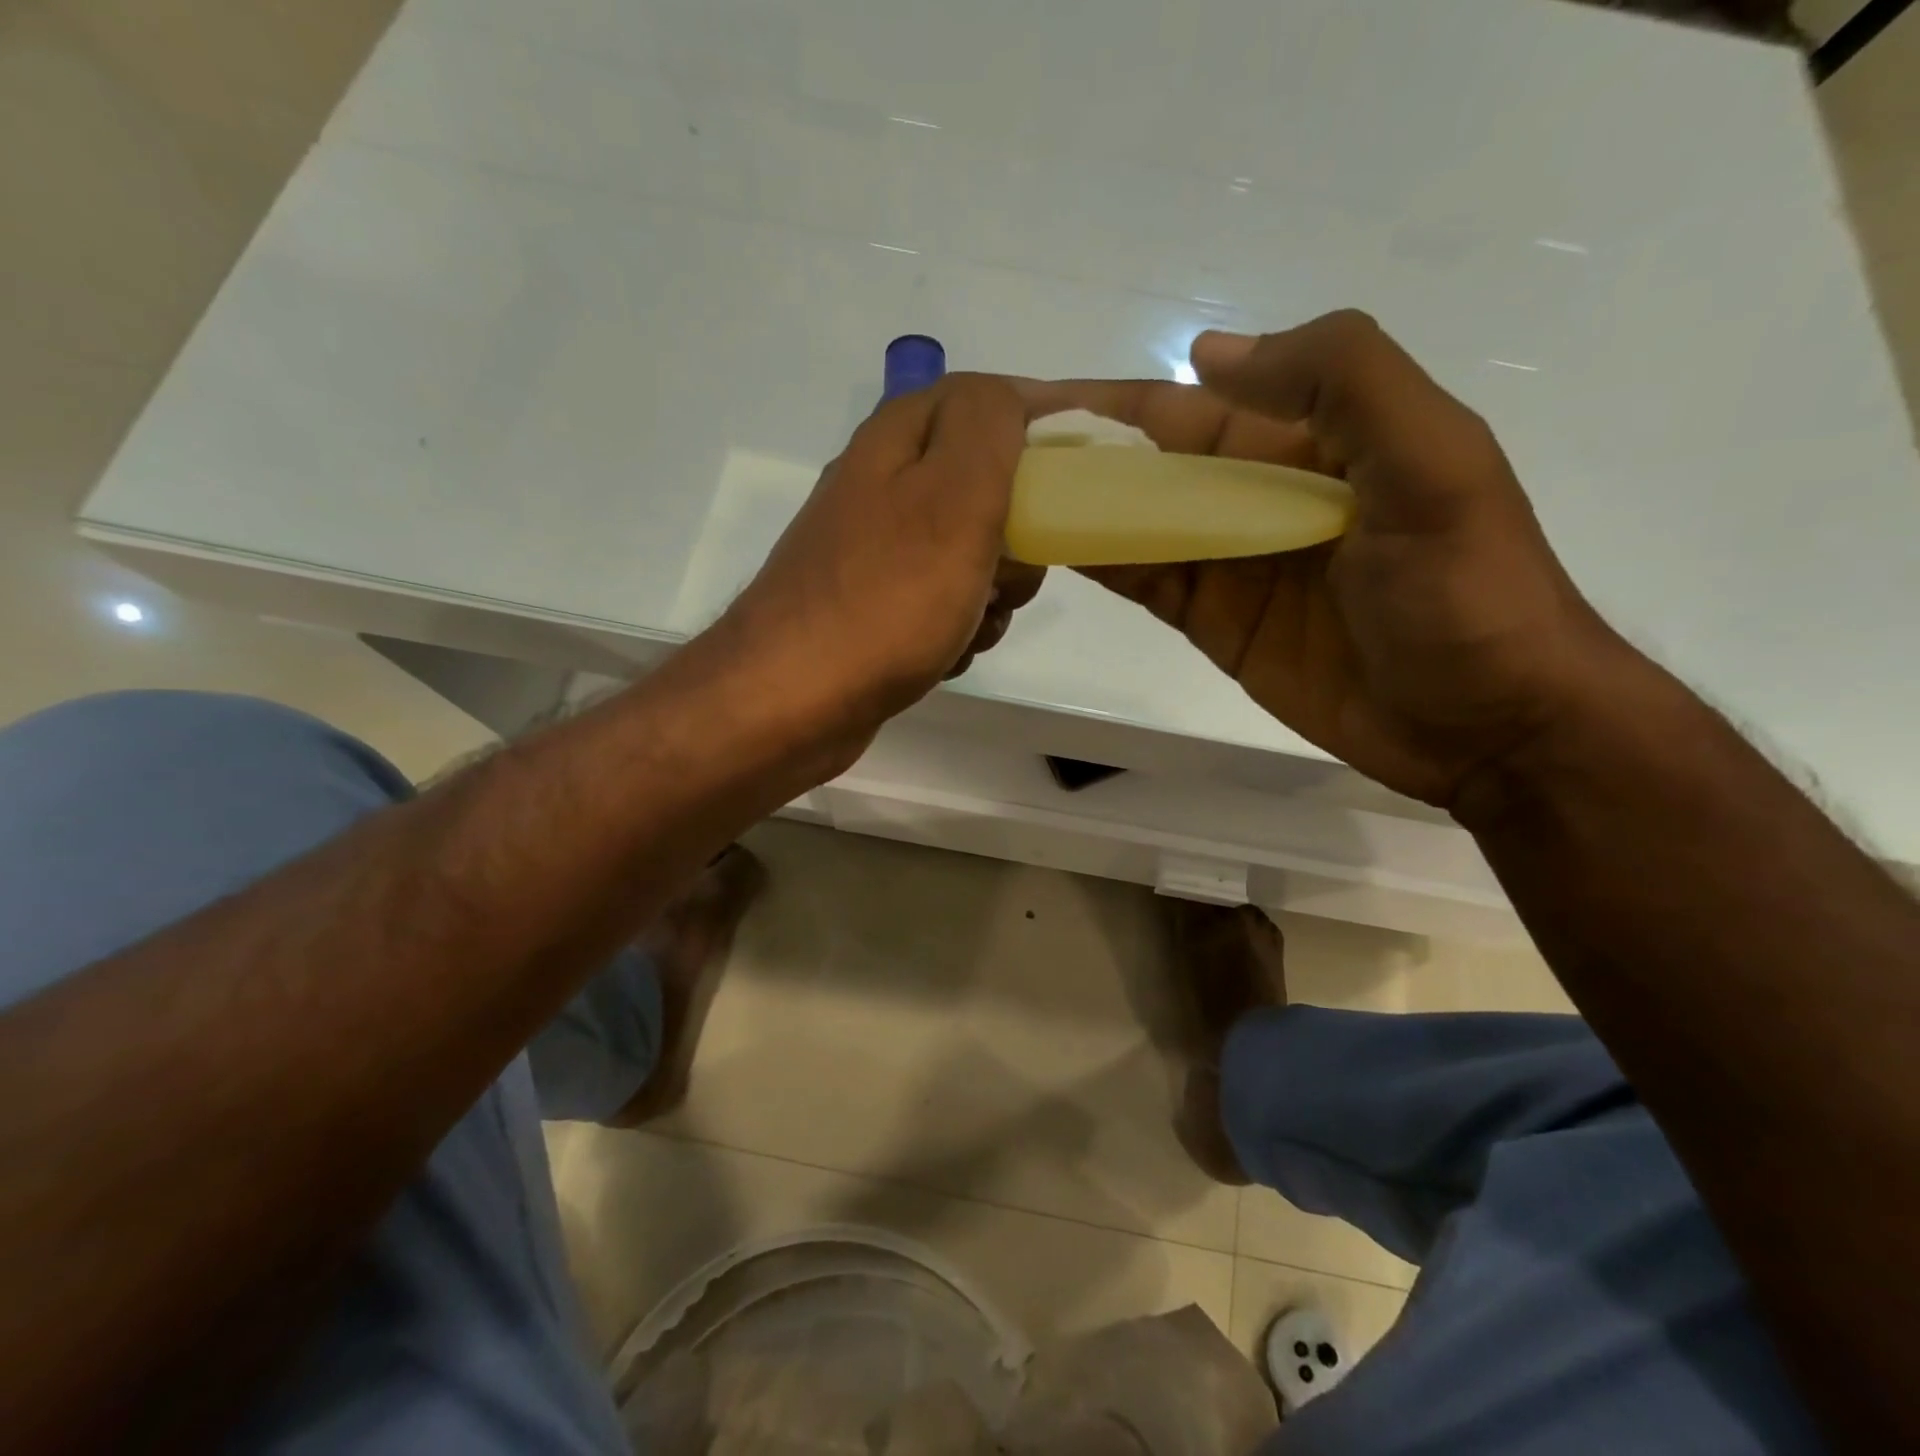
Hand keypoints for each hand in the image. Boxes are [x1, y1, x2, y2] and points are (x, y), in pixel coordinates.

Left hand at [719, 373, 1044, 748]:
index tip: (1084, 470)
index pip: (986, 401)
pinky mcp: (873, 608)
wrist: (791, 702)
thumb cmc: (885, 600)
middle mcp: (881, 488)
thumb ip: (989, 427)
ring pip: (969, 554)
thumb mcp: (953, 497)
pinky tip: (944, 656)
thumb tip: (1009, 397)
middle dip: (1018, 534)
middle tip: (1012, 573)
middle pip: (983, 486)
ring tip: (972, 628)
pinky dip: (957, 628)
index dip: (1042, 423)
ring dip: (991, 593)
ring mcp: (874, 553)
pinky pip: (941, 603)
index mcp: (898, 441)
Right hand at [1021, 311, 1631, 807]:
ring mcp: (1233, 562)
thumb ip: (1339, 381)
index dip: (1116, 401)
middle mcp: (1262, 493)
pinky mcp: (1215, 622)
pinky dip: (1102, 561)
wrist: (1486, 725)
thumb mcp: (1432, 461)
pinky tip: (1050, 547)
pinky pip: (1148, 580)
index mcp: (1312, 440)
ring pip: (1140, 522)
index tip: (1035, 402)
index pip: (1193, 407)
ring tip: (1002, 499)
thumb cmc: (1466, 592)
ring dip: (1079, 507)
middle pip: (1153, 465)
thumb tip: (1205, 353)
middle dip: (1081, 454)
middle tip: (994, 455)